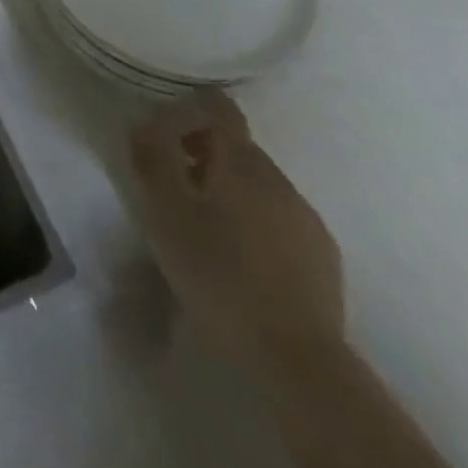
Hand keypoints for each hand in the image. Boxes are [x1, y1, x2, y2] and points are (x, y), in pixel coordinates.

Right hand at [128, 90, 343, 376]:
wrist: (297, 359)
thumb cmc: (219, 274)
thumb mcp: (166, 213)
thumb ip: (153, 158)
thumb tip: (144, 122)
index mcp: (241, 160)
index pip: (218, 107)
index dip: (189, 110)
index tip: (164, 136)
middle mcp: (277, 177)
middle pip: (237, 146)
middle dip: (203, 155)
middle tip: (174, 189)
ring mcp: (305, 217)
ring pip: (259, 185)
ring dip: (230, 192)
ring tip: (205, 230)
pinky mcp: (323, 257)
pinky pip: (281, 221)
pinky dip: (257, 225)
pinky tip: (242, 261)